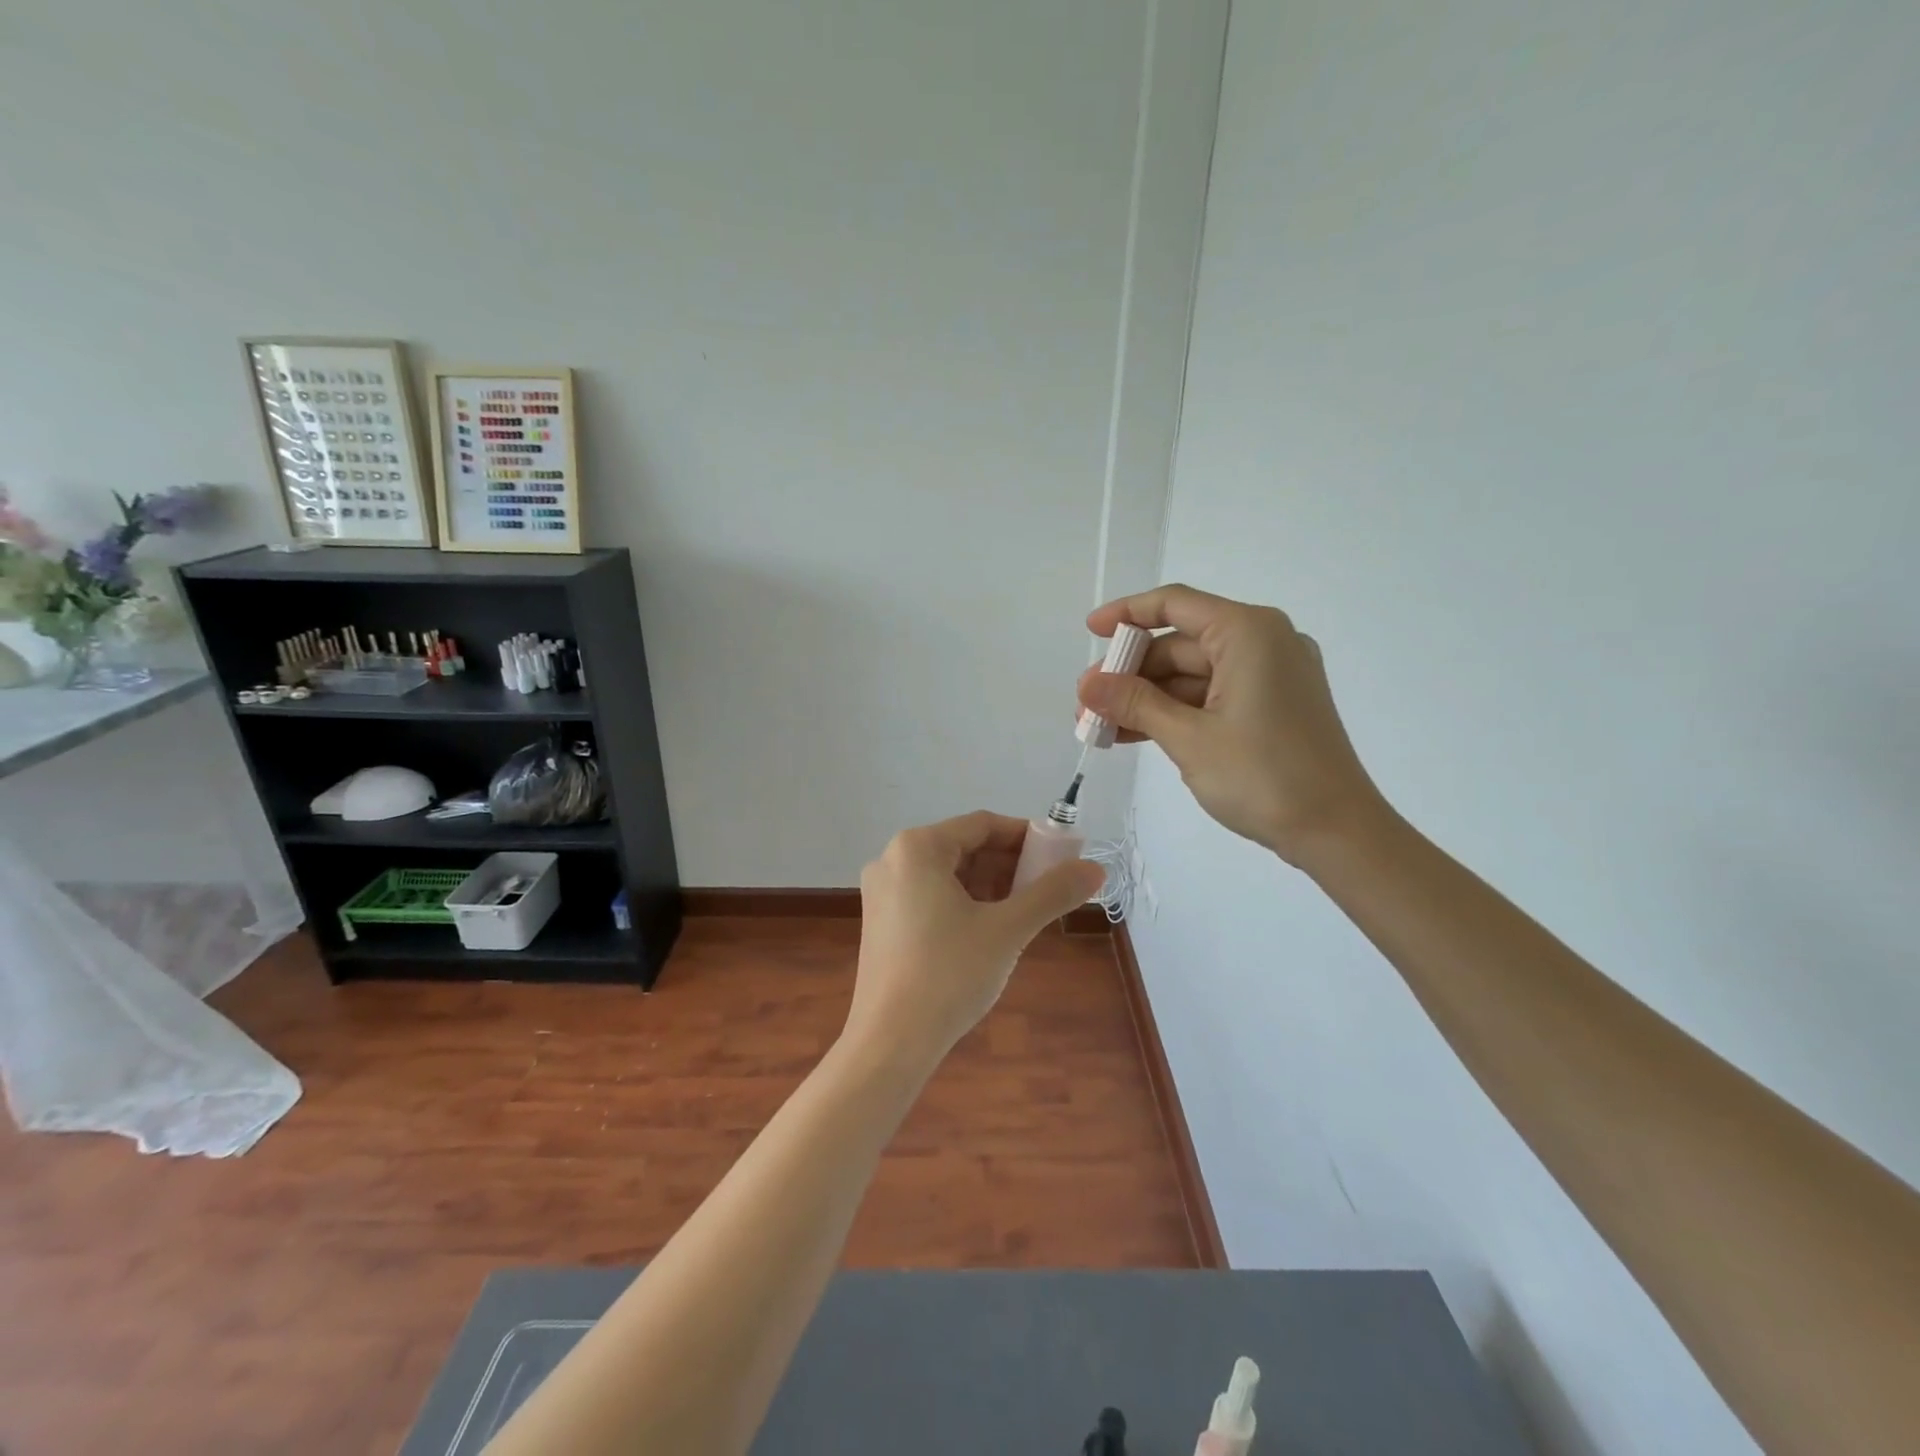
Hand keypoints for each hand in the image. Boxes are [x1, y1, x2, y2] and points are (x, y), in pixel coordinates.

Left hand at [847, 811, 1104, 1069]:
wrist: (890, 1043)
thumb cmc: (949, 974)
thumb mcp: (1008, 929)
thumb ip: (1052, 893)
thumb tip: (1096, 869)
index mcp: (917, 848)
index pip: (983, 825)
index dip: (1026, 837)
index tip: (1061, 857)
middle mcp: (893, 859)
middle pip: (964, 848)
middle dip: (1010, 865)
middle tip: (1047, 889)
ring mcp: (882, 892)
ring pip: (949, 875)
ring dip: (990, 886)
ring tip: (1025, 912)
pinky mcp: (881, 922)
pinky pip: (931, 896)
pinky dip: (965, 904)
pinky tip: (990, 931)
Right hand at [1078, 584, 1386, 863]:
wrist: (1336, 831)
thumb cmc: (1263, 776)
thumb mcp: (1188, 738)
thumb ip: (1135, 703)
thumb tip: (1088, 685)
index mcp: (1248, 633)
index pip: (1175, 604)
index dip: (1127, 613)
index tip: (1091, 631)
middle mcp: (1263, 642)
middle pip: (1180, 644)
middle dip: (1130, 673)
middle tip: (1087, 703)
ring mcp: (1270, 675)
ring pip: (1192, 675)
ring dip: (1147, 698)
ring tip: (1100, 725)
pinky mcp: (1271, 705)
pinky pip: (1211, 696)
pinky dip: (1174, 712)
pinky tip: (1134, 733)